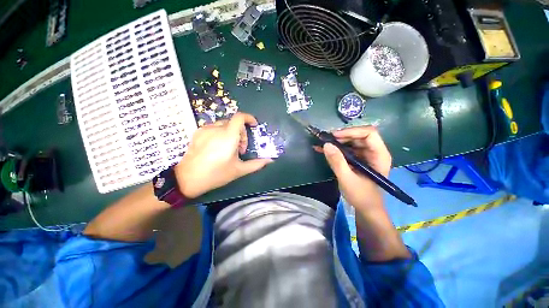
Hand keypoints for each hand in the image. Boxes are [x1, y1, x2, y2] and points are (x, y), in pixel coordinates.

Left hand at [174, 112, 272, 197]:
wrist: (187, 179)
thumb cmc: (216, 175)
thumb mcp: (239, 170)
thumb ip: (256, 164)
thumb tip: (270, 160)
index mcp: (228, 137)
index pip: (240, 117)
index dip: (249, 118)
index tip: (254, 126)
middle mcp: (216, 129)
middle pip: (234, 123)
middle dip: (241, 133)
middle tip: (240, 149)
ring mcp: (205, 130)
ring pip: (224, 125)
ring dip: (231, 133)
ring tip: (228, 149)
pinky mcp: (197, 133)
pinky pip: (214, 128)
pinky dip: (221, 134)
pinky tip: (217, 147)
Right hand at [316, 126, 391, 209]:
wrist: (366, 208)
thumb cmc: (361, 196)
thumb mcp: (347, 179)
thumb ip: (337, 162)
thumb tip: (326, 144)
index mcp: (379, 155)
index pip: (369, 134)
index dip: (352, 131)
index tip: (335, 136)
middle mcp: (374, 152)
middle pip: (358, 136)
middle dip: (341, 137)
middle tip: (325, 140)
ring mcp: (365, 155)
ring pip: (350, 141)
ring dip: (335, 142)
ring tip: (321, 144)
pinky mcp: (357, 159)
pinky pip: (346, 149)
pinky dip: (334, 149)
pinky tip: (322, 150)